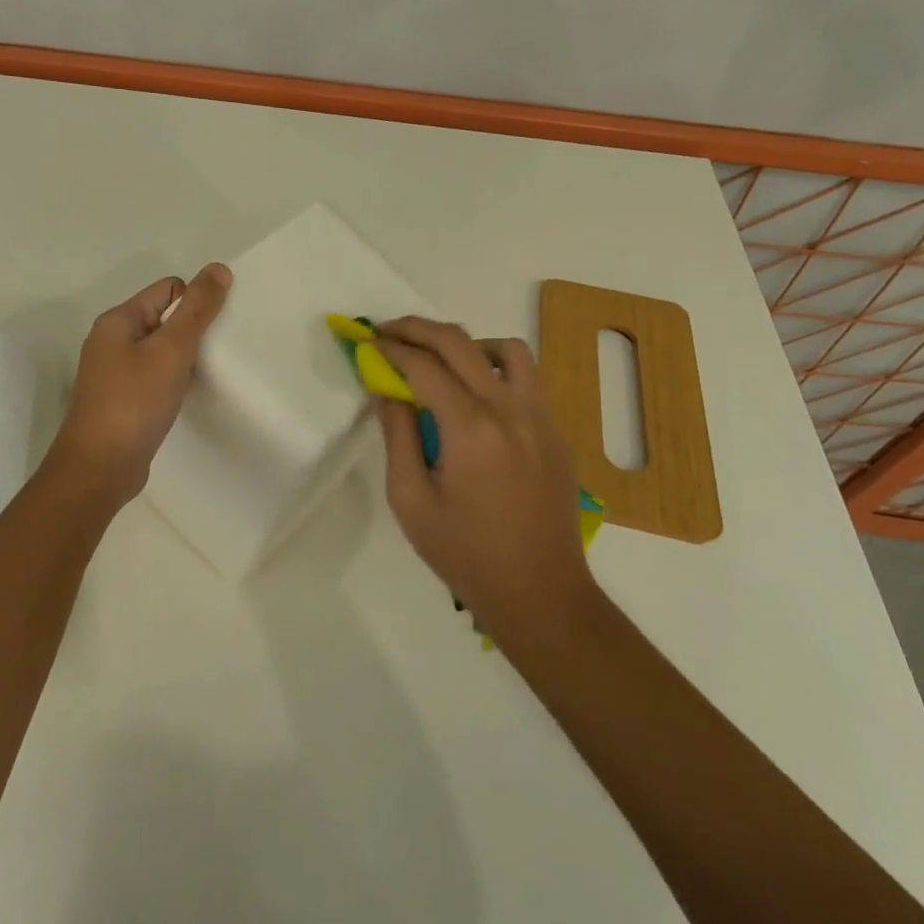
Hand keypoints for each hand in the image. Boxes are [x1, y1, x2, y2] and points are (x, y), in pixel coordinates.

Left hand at [47, 263, 232, 505]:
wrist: (100, 468)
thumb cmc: (134, 402)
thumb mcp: (171, 350)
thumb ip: (197, 309)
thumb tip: (218, 268)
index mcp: (118, 321)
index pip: (167, 289)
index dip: (195, 303)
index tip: (214, 331)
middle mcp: (111, 341)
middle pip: (164, 318)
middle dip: (192, 331)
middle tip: (215, 354)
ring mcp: (114, 373)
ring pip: (160, 351)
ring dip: (183, 359)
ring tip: (201, 377)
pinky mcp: (121, 401)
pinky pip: (154, 377)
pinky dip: (172, 382)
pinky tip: (184, 397)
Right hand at [371, 317, 595, 651]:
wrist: (542, 593)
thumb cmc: (466, 555)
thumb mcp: (411, 501)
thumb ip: (397, 437)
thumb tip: (387, 390)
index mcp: (471, 428)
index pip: (423, 366)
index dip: (390, 349)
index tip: (366, 342)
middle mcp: (510, 409)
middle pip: (461, 343)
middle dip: (417, 329)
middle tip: (388, 332)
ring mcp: (540, 417)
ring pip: (506, 349)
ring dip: (465, 343)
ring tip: (438, 361)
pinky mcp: (556, 431)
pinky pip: (526, 378)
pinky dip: (494, 368)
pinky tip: (474, 397)